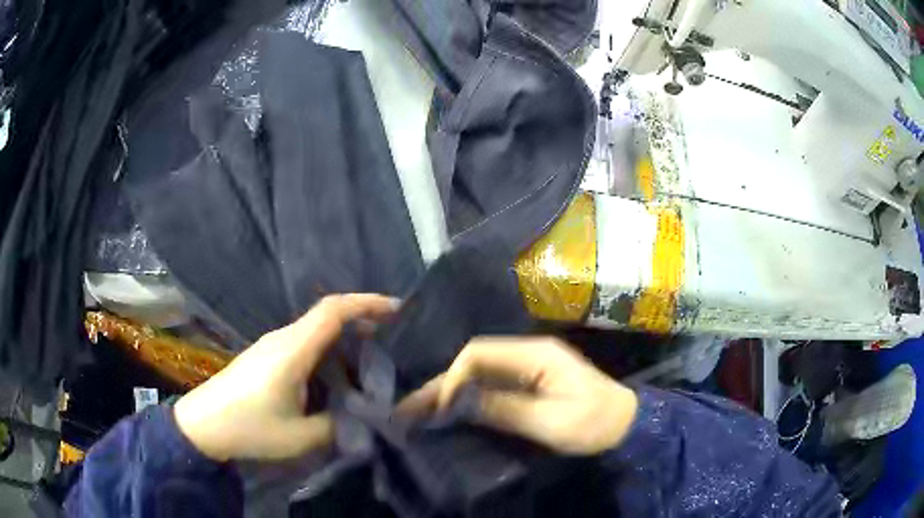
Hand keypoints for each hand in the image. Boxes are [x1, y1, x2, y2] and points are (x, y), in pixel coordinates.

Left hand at [174, 294, 397, 461]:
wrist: (202, 425)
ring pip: (315, 330)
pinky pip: (303, 343)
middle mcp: (283, 339)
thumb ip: (339, 425)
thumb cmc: (250, 428)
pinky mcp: (266, 356)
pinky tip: (335, 375)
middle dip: (362, 320)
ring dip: (344, 338)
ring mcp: (271, 346)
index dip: (366, 303)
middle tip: (392, 341)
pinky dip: (327, 350)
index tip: (397, 309)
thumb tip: (362, 415)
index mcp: (292, 350)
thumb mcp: (301, 437)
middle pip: (327, 315)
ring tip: (369, 361)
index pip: (333, 310)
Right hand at [399, 337, 638, 454]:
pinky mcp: (531, 382)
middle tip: (412, 407)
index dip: (453, 377)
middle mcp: (528, 353)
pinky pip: (492, 384)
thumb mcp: (549, 421)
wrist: (626, 425)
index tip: (440, 407)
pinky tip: (452, 411)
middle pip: (475, 361)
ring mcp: (530, 366)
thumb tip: (457, 401)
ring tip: (422, 410)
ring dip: (452, 391)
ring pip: (480, 372)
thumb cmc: (593, 423)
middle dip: (444, 384)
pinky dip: (469, 397)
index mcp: (535, 354)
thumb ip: (503, 408)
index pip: (478, 353)